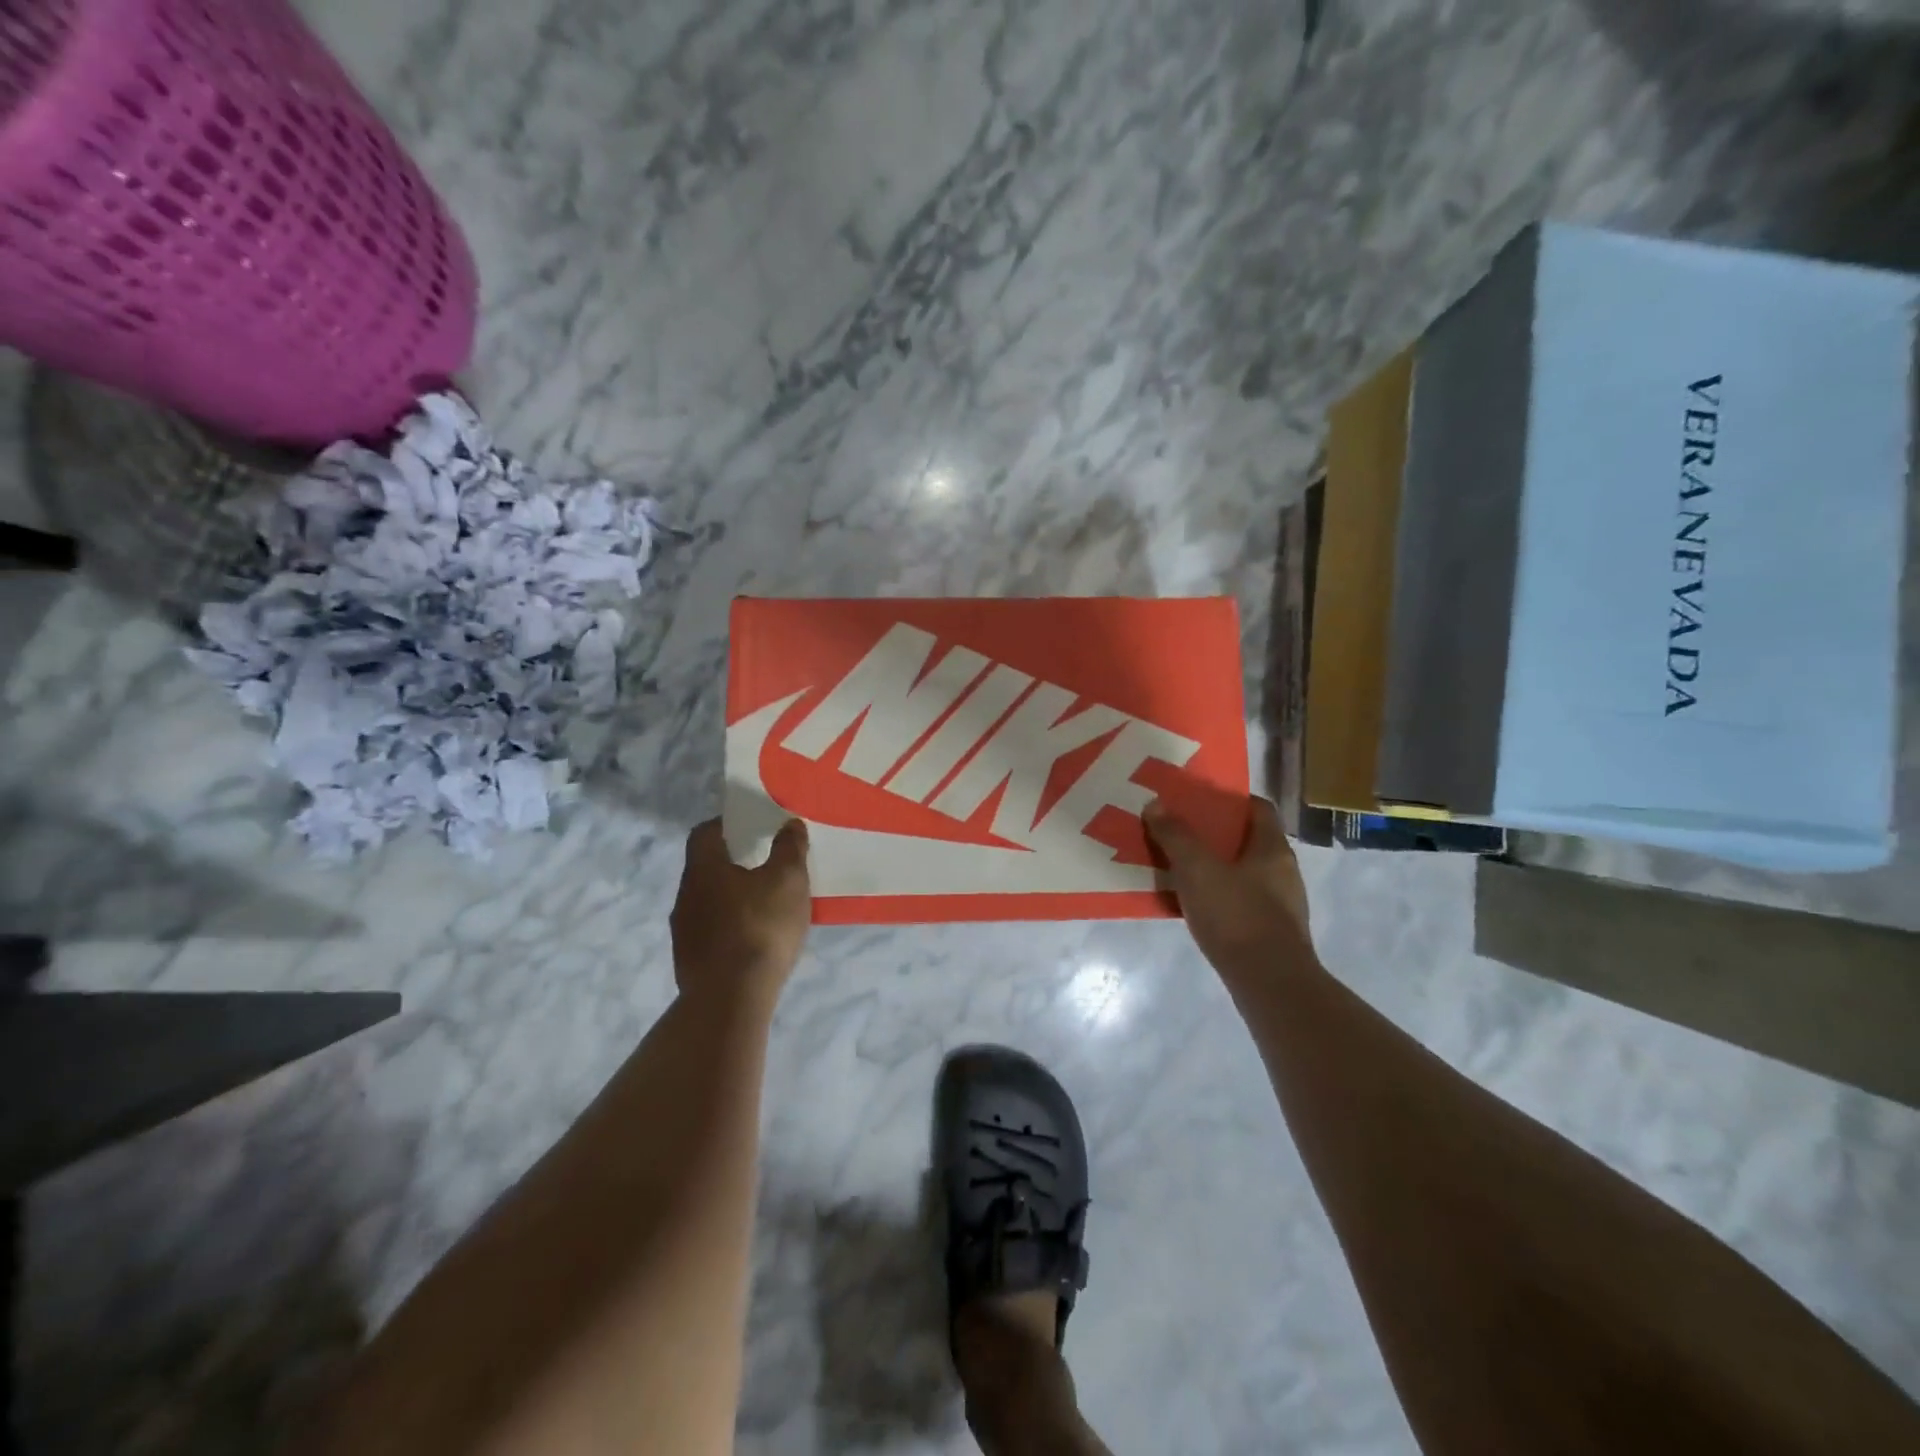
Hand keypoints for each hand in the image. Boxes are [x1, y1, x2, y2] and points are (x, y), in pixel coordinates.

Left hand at [670, 818, 811, 1009]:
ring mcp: (683, 931)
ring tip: (765, 902)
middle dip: (734, 861)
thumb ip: (789, 848)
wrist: (730, 999)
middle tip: (766, 862)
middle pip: (706, 867)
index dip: (728, 824)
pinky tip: (755, 938)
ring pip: (708, 900)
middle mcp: (685, 894)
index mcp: (703, 868)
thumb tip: (789, 824)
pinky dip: (731, 925)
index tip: (753, 826)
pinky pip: (711, 930)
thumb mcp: (788, 881)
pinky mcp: (689, 961)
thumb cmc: (760, 928)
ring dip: (732, 896)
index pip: (705, 832)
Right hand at [1144, 796, 1317, 984]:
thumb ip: (1176, 836)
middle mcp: (1282, 871)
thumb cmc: (1237, 915)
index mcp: (1273, 848)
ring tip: (1178, 867)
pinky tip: (1191, 905)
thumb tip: (1156, 804)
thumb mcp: (1197, 869)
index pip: (1258, 808)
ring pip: (1242, 873)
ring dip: (1213, 868)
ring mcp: (1280, 905)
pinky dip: (1216, 897)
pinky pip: (1238, 902)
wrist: (1270, 983)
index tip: (1198, 799)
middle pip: (1247, 841)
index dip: (1229, 799)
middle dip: (1213, 835)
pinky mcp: (1270, 933)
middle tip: (1178, 831)